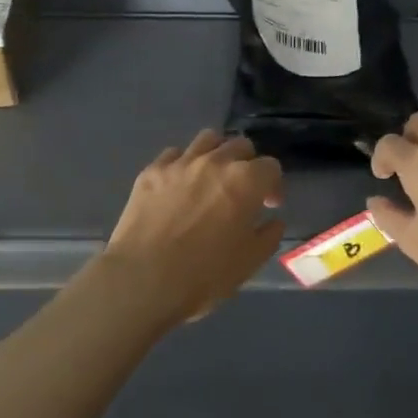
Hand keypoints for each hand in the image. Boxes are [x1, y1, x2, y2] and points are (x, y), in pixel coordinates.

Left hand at [99, 130, 283, 326]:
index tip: (268, 206)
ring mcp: (180, 163)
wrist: (143, 278)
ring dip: (217, 154)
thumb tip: (273, 220)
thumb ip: (268, 236)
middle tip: (242, 191)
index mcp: (245, 181)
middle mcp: (215, 162)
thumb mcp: (250, 261)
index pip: (270, 167)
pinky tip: (180, 185)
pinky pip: (174, 154)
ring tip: (212, 177)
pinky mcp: (151, 171)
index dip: (273, 186)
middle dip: (247, 164)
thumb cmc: (204, 274)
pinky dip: (183, 164)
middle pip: (240, 146)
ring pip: (207, 139)